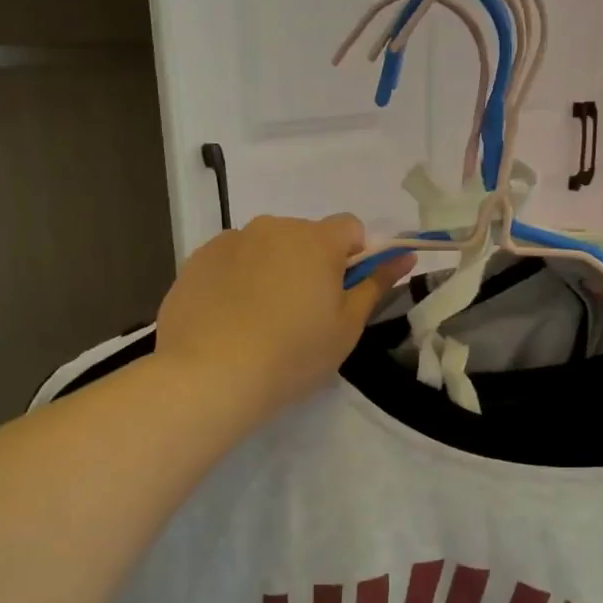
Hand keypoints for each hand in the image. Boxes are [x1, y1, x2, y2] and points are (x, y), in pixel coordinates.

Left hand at [156, 214, 410, 421]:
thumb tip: (405, 255)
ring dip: (272, 269)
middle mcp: (273, 227)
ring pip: (265, 247)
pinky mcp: (197, 260)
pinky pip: (231, 261)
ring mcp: (230, 241)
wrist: (209, 376)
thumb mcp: (346, 327)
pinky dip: (237, 279)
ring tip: (260, 319)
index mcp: (316, 240)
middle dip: (311, 263)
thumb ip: (376, 285)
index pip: (351, 227)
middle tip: (303, 314)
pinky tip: (229, 319)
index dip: (355, 256)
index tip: (344, 292)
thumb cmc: (292, 354)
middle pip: (305, 236)